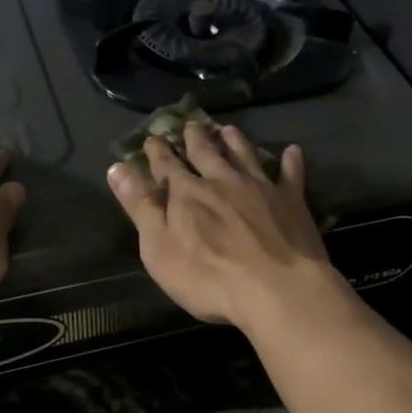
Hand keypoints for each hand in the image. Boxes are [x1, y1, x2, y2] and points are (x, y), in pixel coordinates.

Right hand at [107, 121, 342, 331]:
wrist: (277, 288)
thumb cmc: (209, 277)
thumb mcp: (159, 248)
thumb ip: (141, 207)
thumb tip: (118, 168)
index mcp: (187, 193)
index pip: (166, 165)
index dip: (157, 152)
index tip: (151, 138)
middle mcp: (222, 181)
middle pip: (206, 152)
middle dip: (195, 138)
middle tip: (191, 124)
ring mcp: (260, 188)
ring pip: (244, 155)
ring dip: (234, 141)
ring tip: (228, 129)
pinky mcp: (291, 201)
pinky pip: (291, 174)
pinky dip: (291, 161)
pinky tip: (293, 150)